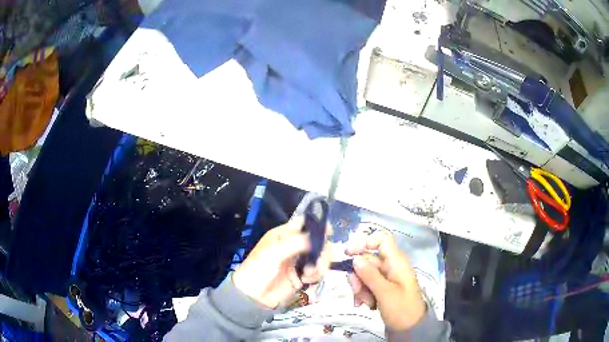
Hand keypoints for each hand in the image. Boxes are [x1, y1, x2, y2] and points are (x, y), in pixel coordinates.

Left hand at [232, 217, 331, 308]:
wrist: (253, 296)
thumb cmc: (258, 269)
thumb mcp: (273, 253)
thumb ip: (296, 243)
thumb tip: (317, 238)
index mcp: (283, 235)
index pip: (303, 223)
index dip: (317, 225)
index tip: (329, 231)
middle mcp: (294, 246)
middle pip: (318, 241)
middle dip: (322, 251)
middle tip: (318, 262)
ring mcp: (299, 262)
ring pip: (321, 257)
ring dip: (320, 265)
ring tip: (308, 275)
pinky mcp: (303, 276)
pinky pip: (318, 272)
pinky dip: (316, 276)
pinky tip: (306, 281)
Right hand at [346, 230, 425, 330]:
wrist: (410, 328)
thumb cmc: (401, 308)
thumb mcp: (385, 292)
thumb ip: (370, 275)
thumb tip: (355, 258)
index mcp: (396, 261)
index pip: (382, 239)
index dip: (366, 241)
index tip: (349, 253)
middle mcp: (391, 266)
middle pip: (368, 260)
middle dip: (358, 275)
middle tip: (356, 290)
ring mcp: (386, 277)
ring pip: (365, 274)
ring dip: (360, 287)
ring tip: (364, 302)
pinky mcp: (382, 288)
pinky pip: (367, 284)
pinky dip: (363, 293)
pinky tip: (365, 305)